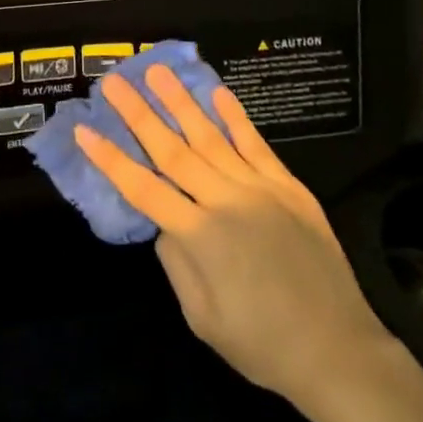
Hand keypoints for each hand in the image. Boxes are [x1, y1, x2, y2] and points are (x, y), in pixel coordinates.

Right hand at [76, 67, 391, 407]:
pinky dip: (236, 116)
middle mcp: (225, 202)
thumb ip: (177, 264)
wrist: (338, 350)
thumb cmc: (262, 345)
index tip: (84, 128)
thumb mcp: (203, 318)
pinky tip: (218, 91)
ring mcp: (259, 189)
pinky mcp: (288, 186)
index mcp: (200, 238)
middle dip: (139, 113)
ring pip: (211, 136)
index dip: (109, 158)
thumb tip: (164, 222)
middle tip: (114, 81)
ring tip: (158, 71)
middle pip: (172, 150)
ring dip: (181, 101)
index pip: (142, 187)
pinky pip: (256, 144)